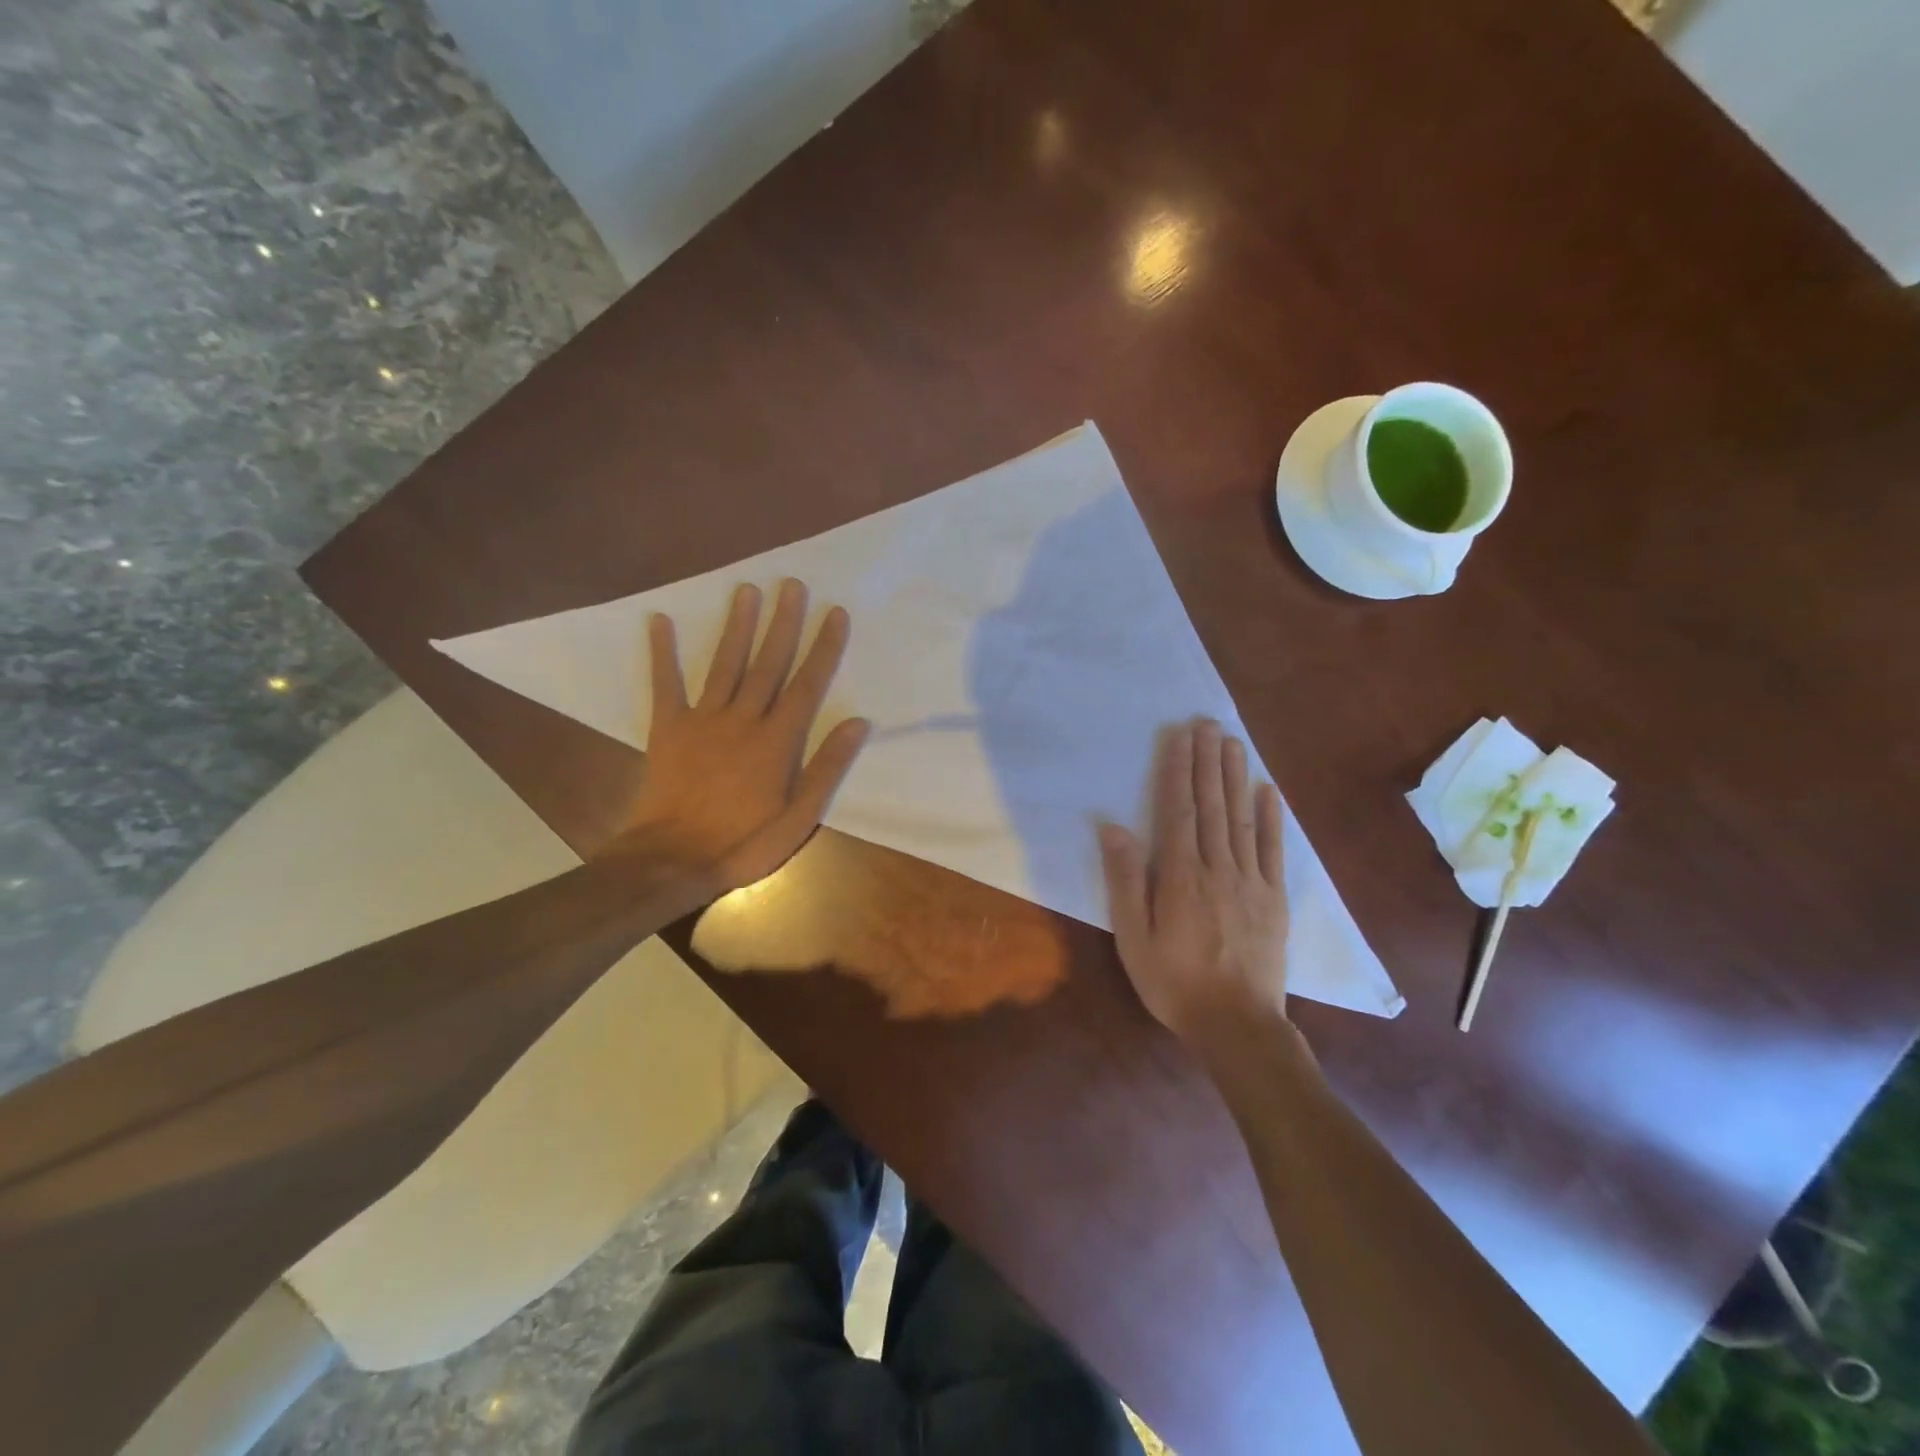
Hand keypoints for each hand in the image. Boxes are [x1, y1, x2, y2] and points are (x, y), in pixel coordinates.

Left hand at [618, 579, 869, 894]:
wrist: (672, 860)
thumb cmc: (744, 842)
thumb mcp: (800, 816)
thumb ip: (827, 767)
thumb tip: (857, 722)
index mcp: (777, 740)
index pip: (807, 684)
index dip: (824, 647)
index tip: (835, 613)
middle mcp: (743, 719)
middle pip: (768, 663)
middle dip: (783, 622)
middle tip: (792, 583)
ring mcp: (703, 720)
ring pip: (725, 664)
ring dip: (737, 625)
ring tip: (747, 589)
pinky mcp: (668, 728)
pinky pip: (665, 684)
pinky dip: (661, 652)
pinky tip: (659, 620)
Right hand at [1099, 718, 1288, 1042]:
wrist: (1238, 1026)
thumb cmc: (1174, 983)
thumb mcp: (1133, 939)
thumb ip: (1124, 882)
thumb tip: (1112, 828)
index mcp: (1180, 876)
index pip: (1177, 810)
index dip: (1177, 770)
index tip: (1179, 735)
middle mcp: (1217, 868)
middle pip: (1211, 805)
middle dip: (1207, 761)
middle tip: (1207, 723)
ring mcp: (1251, 881)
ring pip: (1240, 818)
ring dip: (1235, 777)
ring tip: (1232, 742)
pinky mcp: (1275, 899)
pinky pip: (1273, 850)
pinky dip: (1271, 818)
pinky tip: (1268, 791)